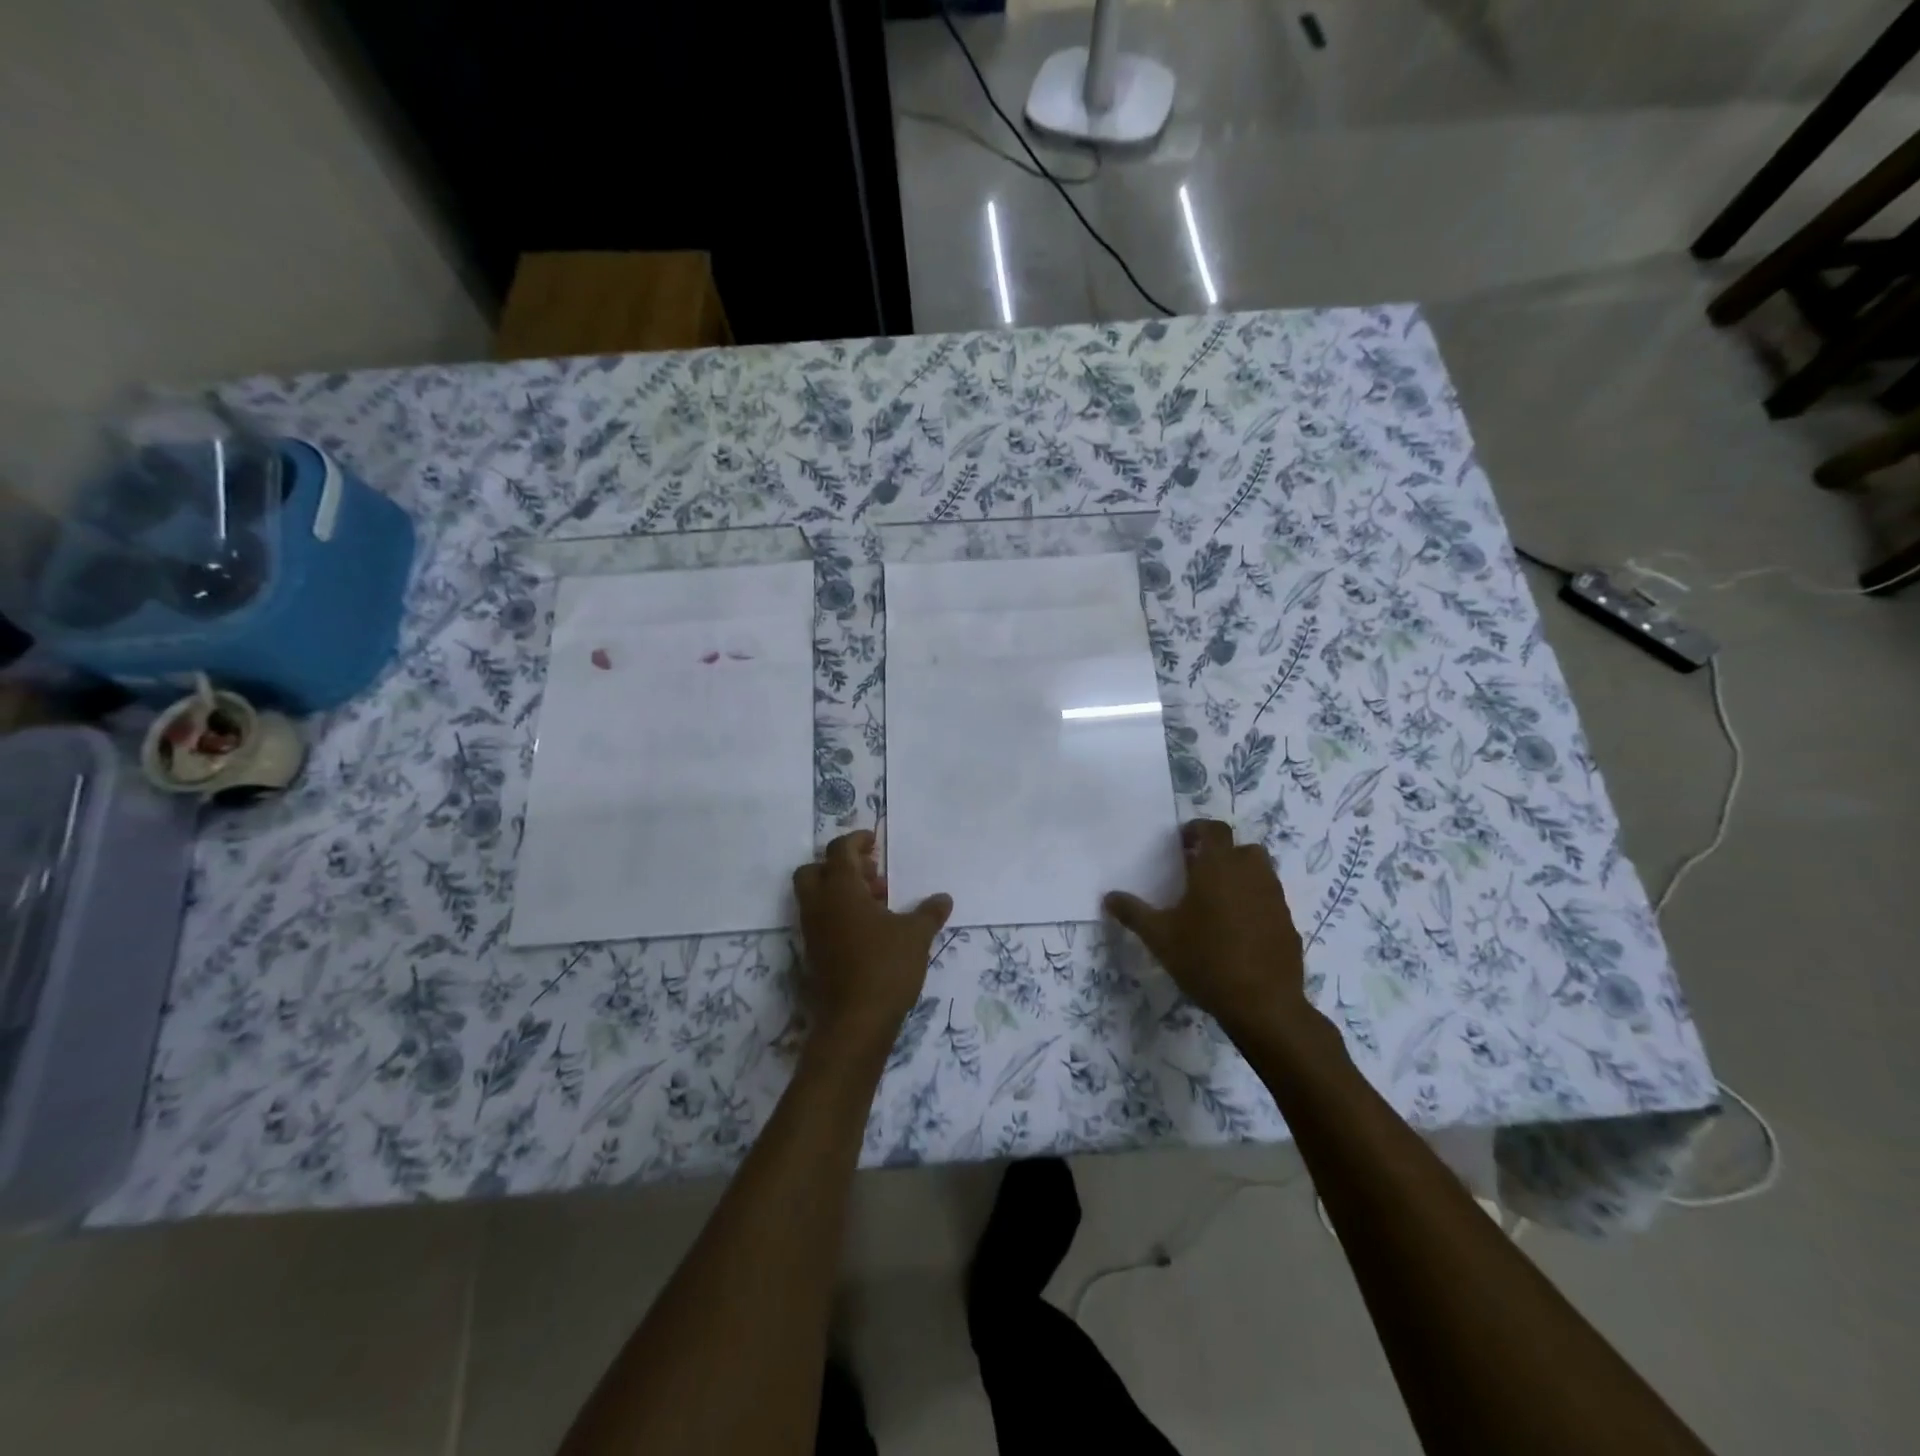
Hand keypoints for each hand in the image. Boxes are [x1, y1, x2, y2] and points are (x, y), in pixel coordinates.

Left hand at [793, 831, 952, 1058]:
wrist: (854, 1022)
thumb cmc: (885, 967)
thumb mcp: (916, 935)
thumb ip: (929, 912)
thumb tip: (943, 898)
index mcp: (840, 890)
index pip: (839, 851)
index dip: (856, 841)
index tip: (874, 842)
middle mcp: (819, 906)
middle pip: (814, 870)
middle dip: (840, 866)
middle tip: (872, 874)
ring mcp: (812, 931)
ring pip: (815, 897)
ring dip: (841, 891)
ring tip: (878, 903)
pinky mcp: (813, 954)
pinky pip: (820, 920)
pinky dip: (838, 914)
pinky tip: (869, 929)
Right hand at [1104, 820, 1312, 1041]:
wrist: (1262, 1004)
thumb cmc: (1205, 959)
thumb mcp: (1160, 937)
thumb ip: (1133, 912)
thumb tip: (1108, 897)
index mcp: (1218, 867)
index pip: (1214, 829)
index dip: (1198, 830)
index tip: (1183, 844)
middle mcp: (1250, 874)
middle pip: (1242, 848)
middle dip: (1223, 854)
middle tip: (1200, 873)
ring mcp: (1274, 898)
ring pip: (1260, 873)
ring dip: (1241, 877)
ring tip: (1219, 902)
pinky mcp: (1288, 923)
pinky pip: (1270, 901)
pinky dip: (1255, 904)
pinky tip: (1239, 931)